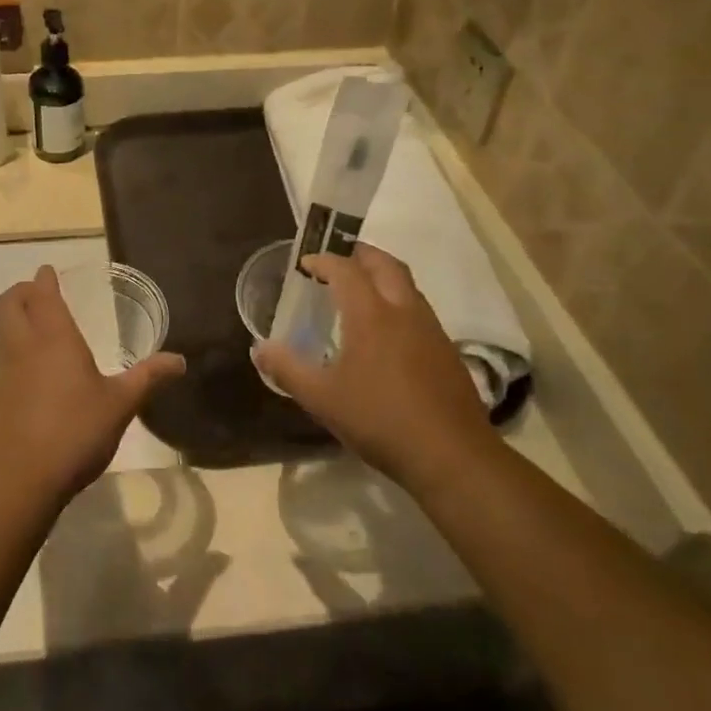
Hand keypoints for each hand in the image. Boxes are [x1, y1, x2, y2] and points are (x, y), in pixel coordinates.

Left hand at [0, 267, 185, 507]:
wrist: (20, 480)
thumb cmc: (75, 431)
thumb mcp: (121, 404)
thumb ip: (148, 378)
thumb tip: (180, 360)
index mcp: (53, 338)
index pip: (41, 294)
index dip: (43, 280)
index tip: (48, 272)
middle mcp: (21, 347)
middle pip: (5, 305)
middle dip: (19, 293)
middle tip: (36, 296)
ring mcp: (0, 374)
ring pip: (0, 336)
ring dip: (13, 327)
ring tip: (37, 339)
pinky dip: (11, 363)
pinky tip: (30, 385)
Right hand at [253, 245, 495, 493]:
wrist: (451, 456)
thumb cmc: (380, 420)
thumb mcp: (322, 399)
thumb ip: (288, 370)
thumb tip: (259, 349)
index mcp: (371, 314)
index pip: (346, 269)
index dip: (324, 260)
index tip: (305, 264)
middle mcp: (404, 311)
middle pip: (385, 264)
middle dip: (359, 254)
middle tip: (337, 260)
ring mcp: (431, 329)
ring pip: (406, 285)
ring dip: (382, 276)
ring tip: (360, 292)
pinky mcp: (447, 351)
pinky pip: (418, 309)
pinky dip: (398, 302)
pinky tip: (387, 333)